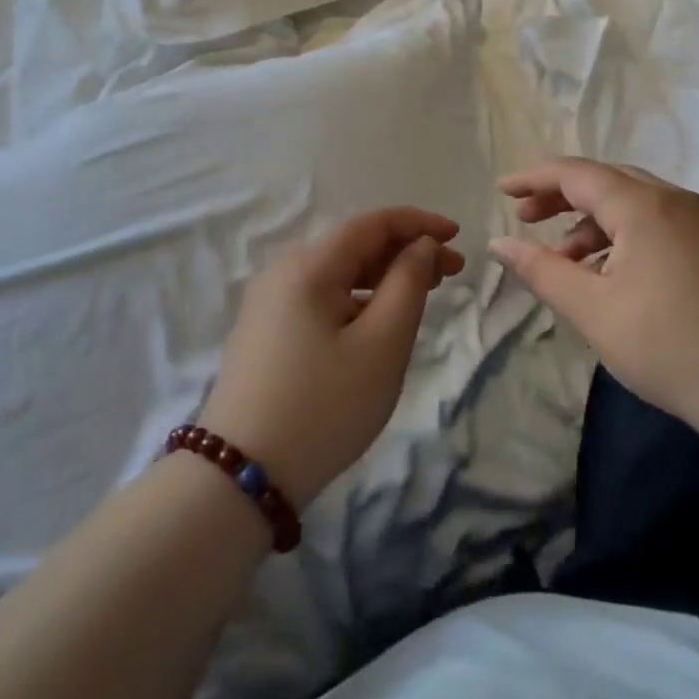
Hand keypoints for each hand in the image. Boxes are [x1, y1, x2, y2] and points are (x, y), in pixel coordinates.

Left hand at [199, 208, 464, 509]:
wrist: (242, 475)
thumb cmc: (325, 406)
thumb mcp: (382, 344)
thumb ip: (408, 284)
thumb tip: (419, 246)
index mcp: (309, 265)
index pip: (372, 224)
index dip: (418, 223)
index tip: (457, 236)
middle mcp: (283, 272)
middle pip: (353, 245)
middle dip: (405, 251)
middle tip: (452, 272)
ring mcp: (268, 302)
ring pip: (337, 272)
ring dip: (383, 275)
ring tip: (423, 292)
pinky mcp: (264, 330)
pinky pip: (320, 296)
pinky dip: (356, 297)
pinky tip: (378, 319)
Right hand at [489, 159, 698, 435]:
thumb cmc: (671, 348)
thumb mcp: (593, 311)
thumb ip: (542, 271)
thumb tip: (500, 243)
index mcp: (644, 206)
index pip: (577, 173)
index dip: (534, 178)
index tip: (500, 191)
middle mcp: (674, 201)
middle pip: (606, 180)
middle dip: (561, 196)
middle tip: (525, 219)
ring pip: (632, 203)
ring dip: (590, 221)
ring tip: (562, 259)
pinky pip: (654, 223)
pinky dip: (620, 237)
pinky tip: (606, 274)